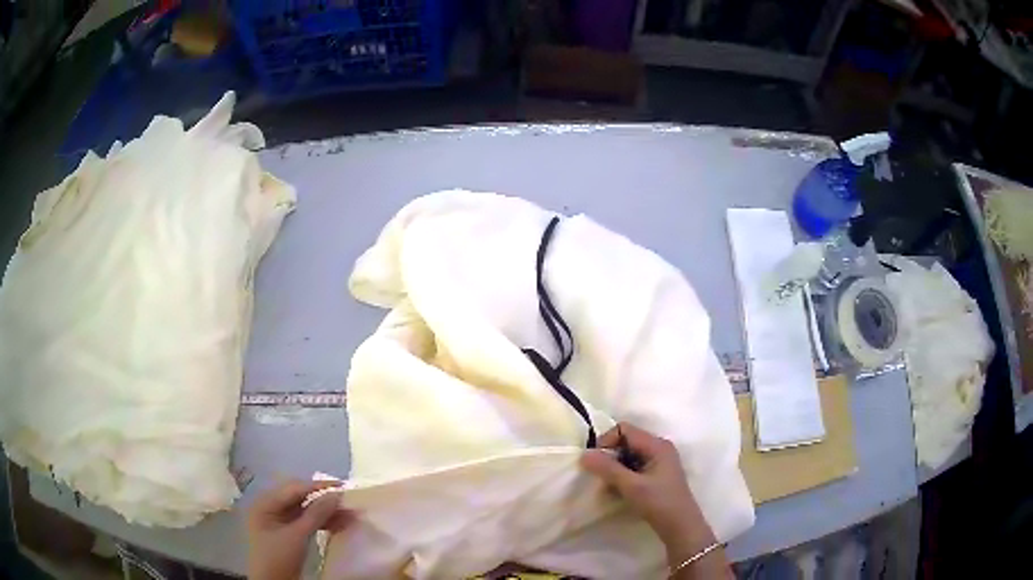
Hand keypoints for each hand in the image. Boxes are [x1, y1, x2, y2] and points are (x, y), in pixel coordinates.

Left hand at [246, 480, 353, 579]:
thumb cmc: (278, 557)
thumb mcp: (297, 536)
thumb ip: (316, 514)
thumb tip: (336, 495)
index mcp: (265, 503)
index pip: (293, 488)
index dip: (317, 486)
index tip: (342, 486)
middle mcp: (271, 508)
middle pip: (300, 498)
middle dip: (323, 500)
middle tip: (346, 501)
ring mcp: (280, 521)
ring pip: (306, 510)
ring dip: (326, 512)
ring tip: (349, 515)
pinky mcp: (289, 533)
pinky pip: (307, 522)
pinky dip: (322, 523)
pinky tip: (339, 524)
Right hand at [581, 423, 727, 575]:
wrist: (680, 527)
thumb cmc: (659, 503)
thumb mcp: (631, 486)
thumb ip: (607, 469)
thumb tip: (583, 454)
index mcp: (657, 445)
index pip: (624, 429)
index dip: (606, 442)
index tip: (595, 463)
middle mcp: (659, 448)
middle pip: (626, 441)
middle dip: (609, 457)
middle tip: (600, 477)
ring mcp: (659, 462)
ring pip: (628, 456)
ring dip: (615, 469)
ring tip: (608, 487)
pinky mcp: (656, 475)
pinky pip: (634, 467)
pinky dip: (623, 476)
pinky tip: (617, 492)